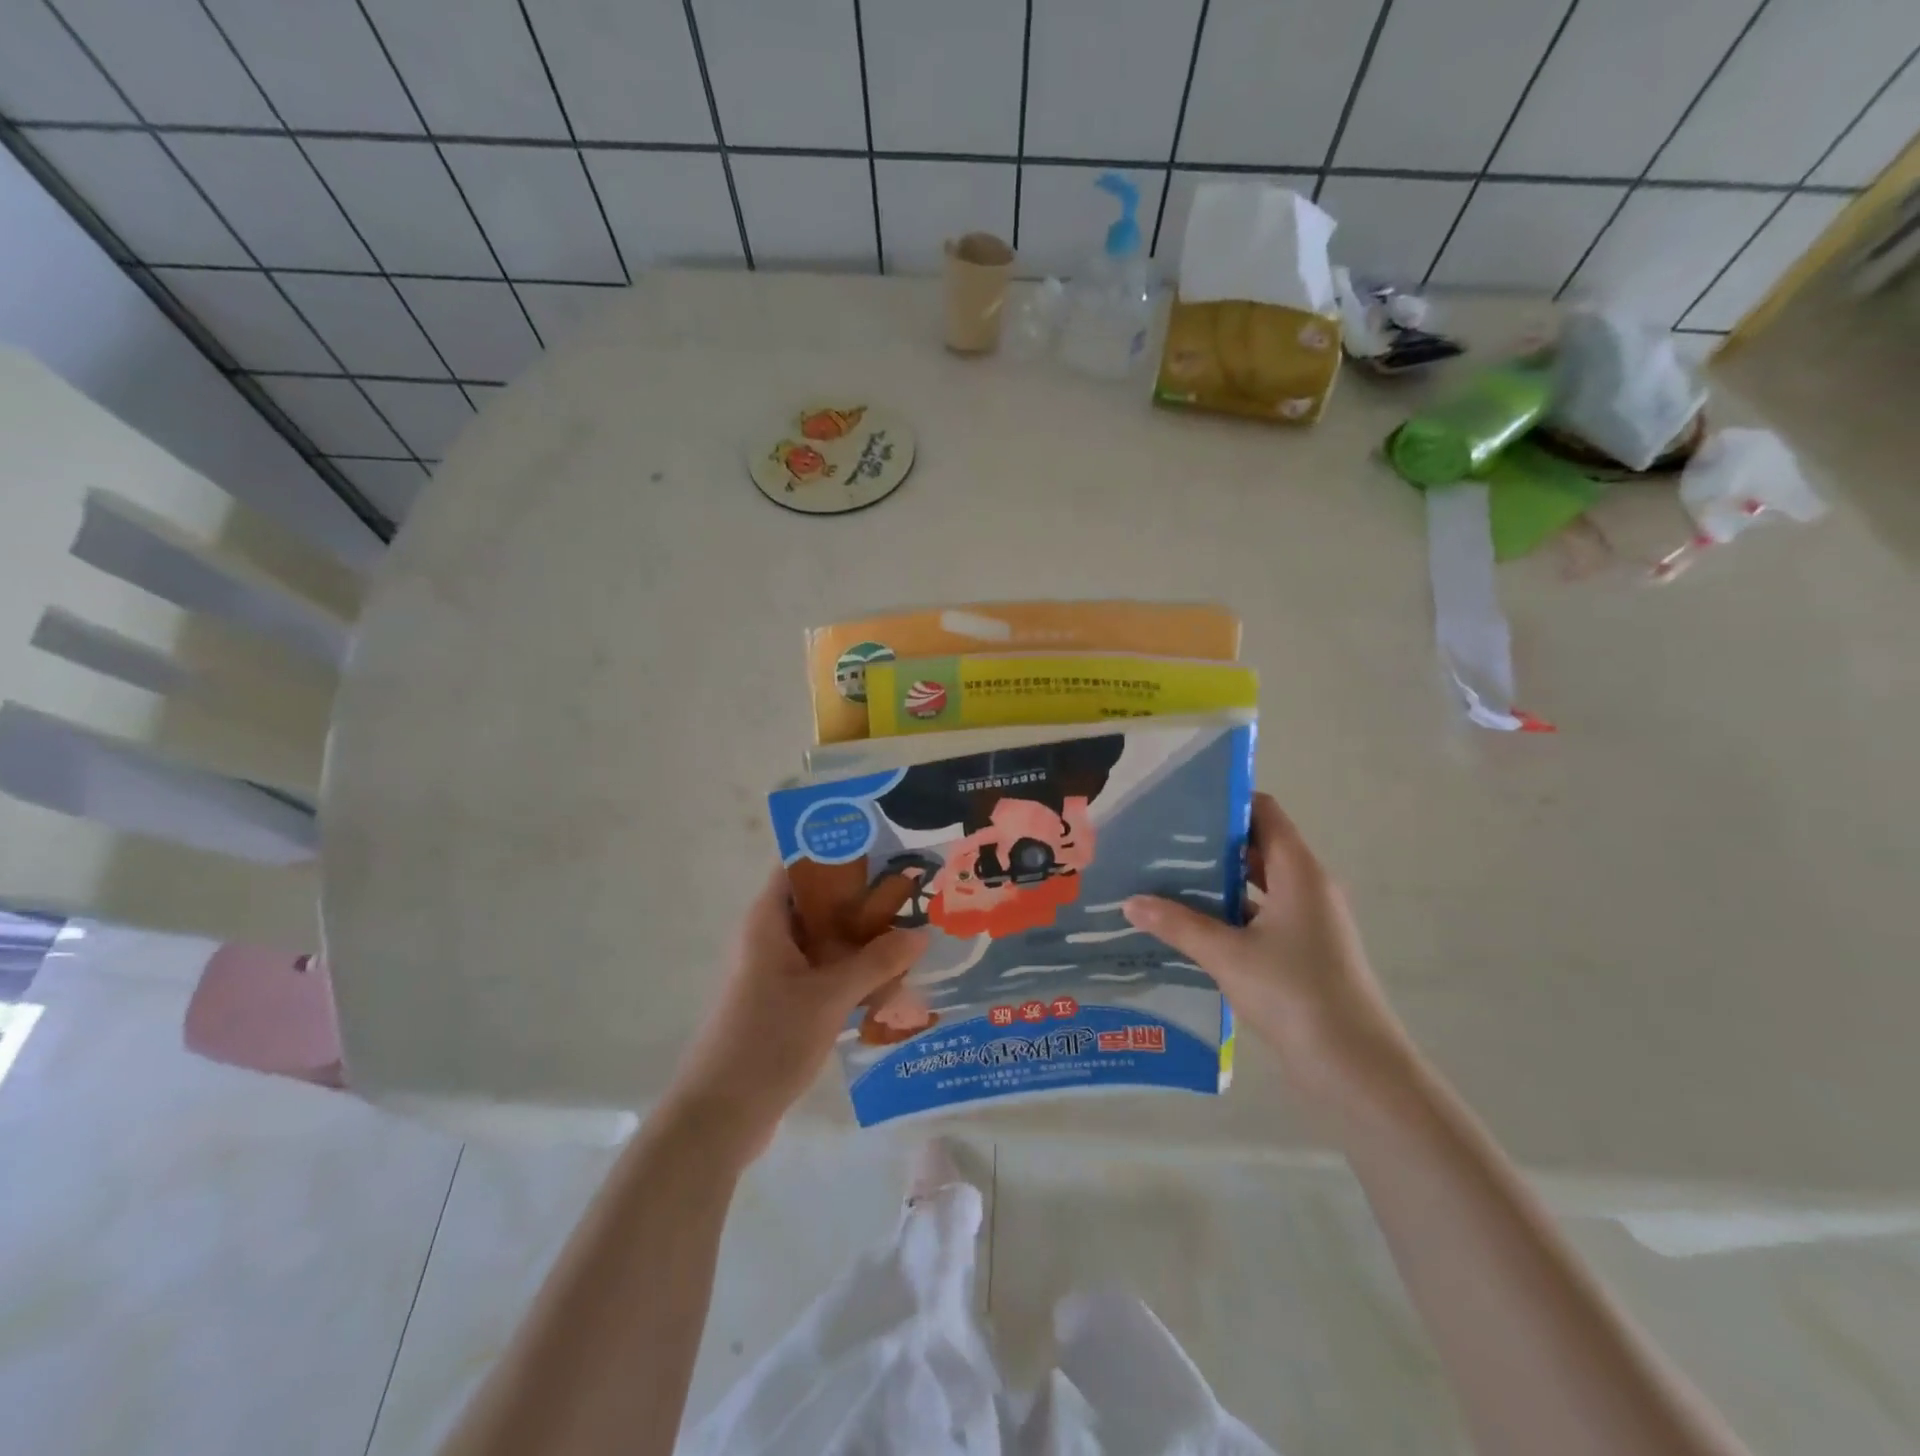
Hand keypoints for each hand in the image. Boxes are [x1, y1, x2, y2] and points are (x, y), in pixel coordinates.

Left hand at [665, 866, 928, 1160]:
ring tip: (913, 938)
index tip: (886, 851)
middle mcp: (769, 938)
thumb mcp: (829, 996)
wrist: (719, 1117)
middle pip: (820, 905)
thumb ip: (876, 962)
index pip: (802, 866)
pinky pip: (823, 974)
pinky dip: (852, 974)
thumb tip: (920, 933)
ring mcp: (775, 973)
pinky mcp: (783, 1003)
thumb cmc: (768, 1040)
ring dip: (862, 942)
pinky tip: (890, 985)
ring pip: (825, 943)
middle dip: (864, 902)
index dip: (841, 853)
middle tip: (914, 897)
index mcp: (768, 921)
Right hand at [1123, 793, 1413, 1110]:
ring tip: (1163, 878)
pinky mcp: (1303, 952)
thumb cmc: (1294, 993)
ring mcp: (1308, 921)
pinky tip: (1188, 925)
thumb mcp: (1227, 954)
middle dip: (1209, 844)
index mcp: (1299, 871)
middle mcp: (1308, 886)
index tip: (1179, 803)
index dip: (1224, 802)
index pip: (1263, 812)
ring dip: (1216, 882)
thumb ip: (1177, 924)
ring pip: (1257, 885)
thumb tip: (1130, 902)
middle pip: (1256, 847)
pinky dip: (1228, 915)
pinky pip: (1260, 917)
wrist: (1355, 1068)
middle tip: (1158, 841)